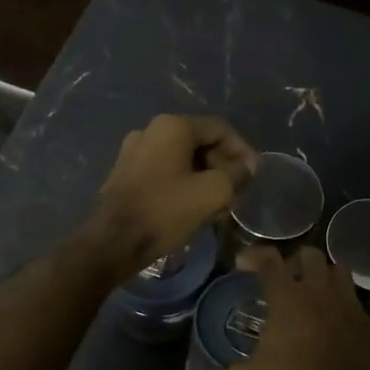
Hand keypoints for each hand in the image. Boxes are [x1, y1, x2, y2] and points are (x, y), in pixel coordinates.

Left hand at [87, 114, 257, 275]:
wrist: (113, 242)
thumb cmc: (165, 211)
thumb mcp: (212, 192)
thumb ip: (236, 174)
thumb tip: (247, 166)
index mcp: (172, 126)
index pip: (220, 129)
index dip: (243, 150)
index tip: (255, 175)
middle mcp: (151, 130)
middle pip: (200, 142)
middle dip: (224, 165)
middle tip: (239, 191)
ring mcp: (134, 150)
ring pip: (183, 158)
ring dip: (206, 176)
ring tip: (221, 203)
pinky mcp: (125, 172)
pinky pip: (165, 169)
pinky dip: (185, 182)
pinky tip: (195, 206)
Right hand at [194, 246, 369, 369]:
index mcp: (287, 297)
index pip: (268, 259)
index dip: (253, 255)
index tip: (242, 263)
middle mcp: (318, 290)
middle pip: (309, 255)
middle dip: (294, 260)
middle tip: (284, 278)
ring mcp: (347, 303)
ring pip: (338, 270)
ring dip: (324, 275)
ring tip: (313, 291)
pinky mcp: (368, 322)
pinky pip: (355, 301)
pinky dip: (343, 303)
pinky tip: (336, 321)